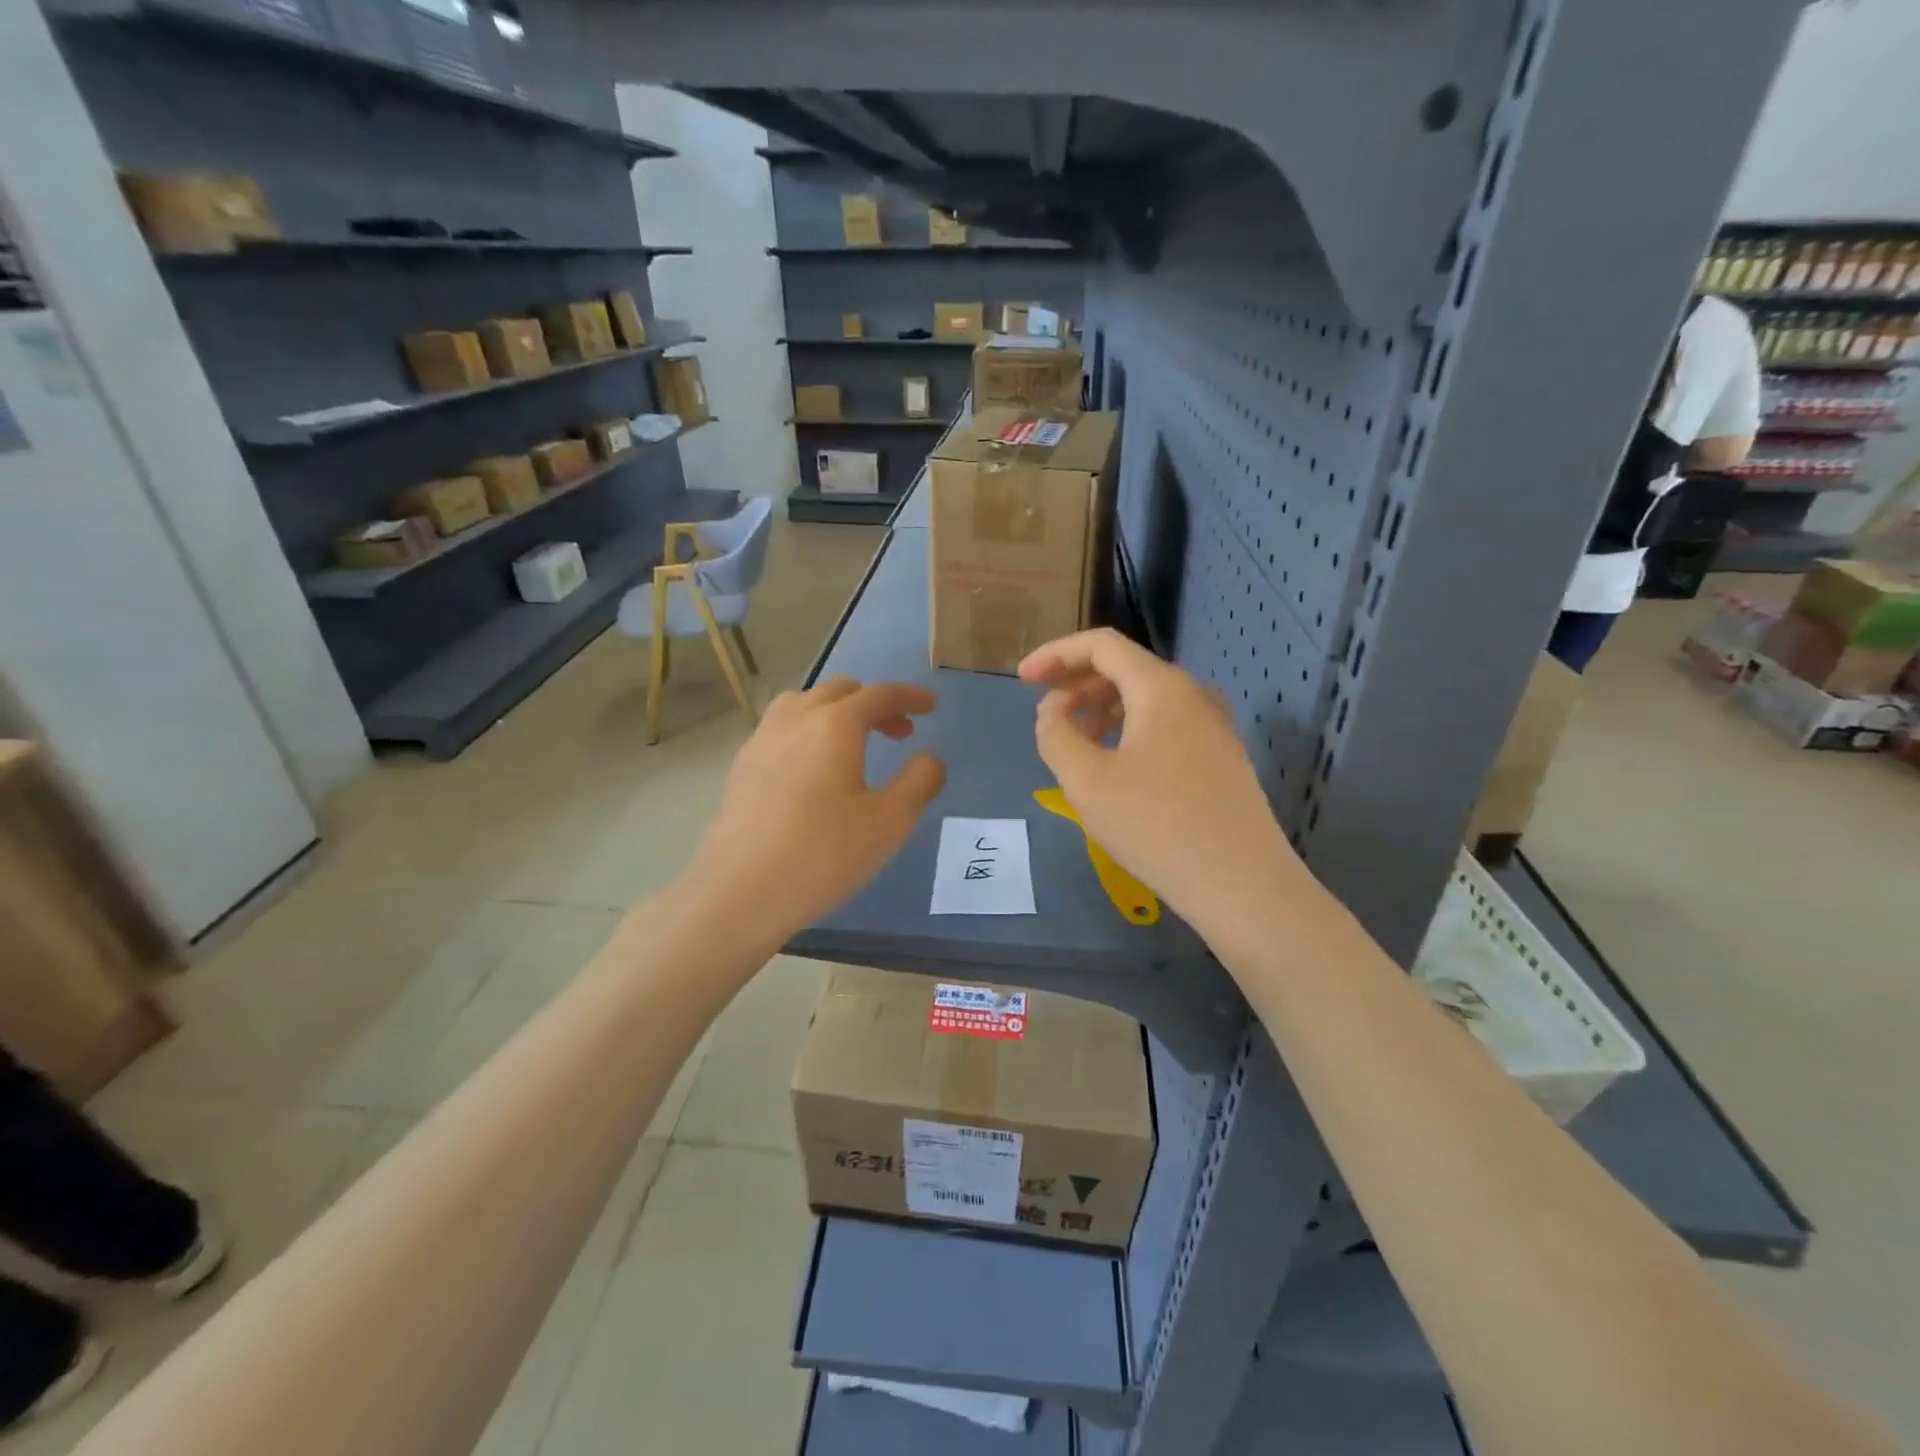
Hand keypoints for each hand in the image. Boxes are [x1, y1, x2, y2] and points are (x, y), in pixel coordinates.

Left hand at [683, 677, 945, 938]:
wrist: (739, 893)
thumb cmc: (823, 855)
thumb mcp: (890, 822)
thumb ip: (920, 781)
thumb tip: (929, 759)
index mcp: (834, 725)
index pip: (879, 694)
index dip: (909, 696)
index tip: (931, 705)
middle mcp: (794, 720)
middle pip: (840, 692)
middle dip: (875, 704)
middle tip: (901, 732)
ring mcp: (761, 740)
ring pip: (804, 704)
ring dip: (837, 712)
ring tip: (855, 743)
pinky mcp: (742, 766)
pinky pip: (782, 728)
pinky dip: (809, 730)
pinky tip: (814, 770)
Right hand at [1019, 629, 1305, 928]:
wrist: (1241, 884)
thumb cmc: (1156, 826)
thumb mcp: (1087, 781)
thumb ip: (1055, 735)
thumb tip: (1052, 712)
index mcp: (1161, 688)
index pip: (1101, 645)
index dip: (1055, 654)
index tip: (1022, 680)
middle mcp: (1193, 695)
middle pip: (1125, 669)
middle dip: (1077, 684)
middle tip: (1045, 716)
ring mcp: (1213, 727)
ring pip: (1146, 699)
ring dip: (1101, 710)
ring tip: (1074, 744)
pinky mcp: (1221, 758)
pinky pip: (1165, 725)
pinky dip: (1129, 731)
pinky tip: (1114, 766)